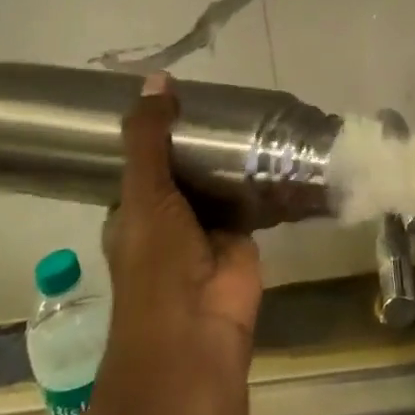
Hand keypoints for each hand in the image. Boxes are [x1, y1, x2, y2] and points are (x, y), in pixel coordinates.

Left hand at [99, 74, 262, 414]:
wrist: (196, 336)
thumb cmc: (155, 265)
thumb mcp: (144, 194)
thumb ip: (149, 138)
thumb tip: (156, 78)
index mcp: (134, 210)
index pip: (144, 159)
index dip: (158, 128)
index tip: (180, 89)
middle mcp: (170, 217)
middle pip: (187, 167)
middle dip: (203, 137)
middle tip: (228, 90)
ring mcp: (208, 228)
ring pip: (220, 180)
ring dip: (234, 155)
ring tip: (257, 104)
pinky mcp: (244, 236)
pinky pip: (253, 196)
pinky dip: (264, 175)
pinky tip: (280, 142)